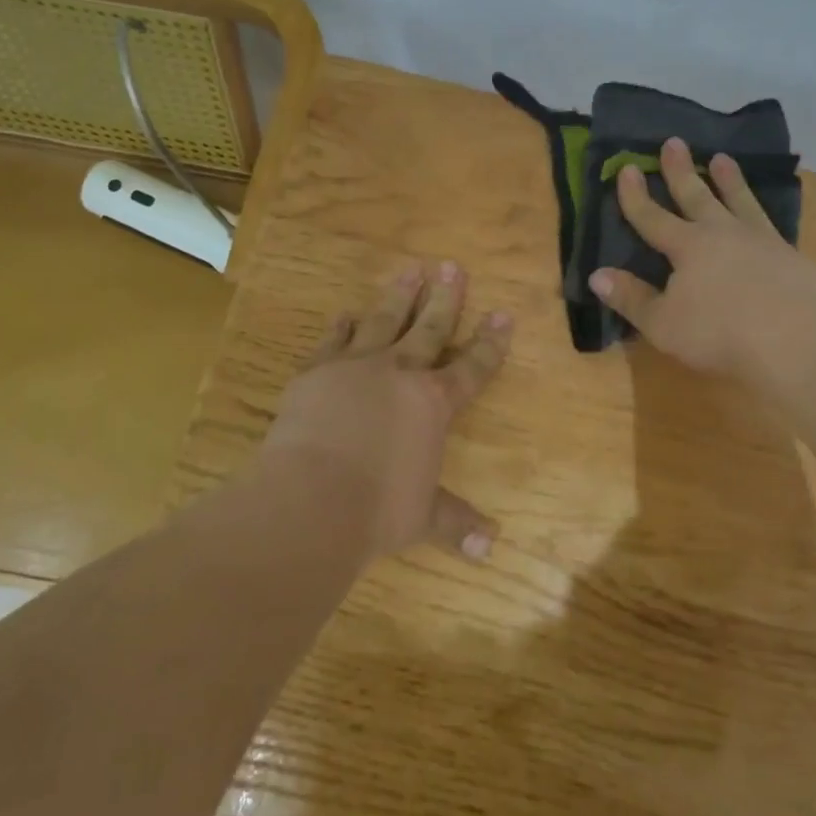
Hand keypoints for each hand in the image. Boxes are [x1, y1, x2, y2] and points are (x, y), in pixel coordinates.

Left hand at [259, 261, 512, 564]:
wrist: (311, 497)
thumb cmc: (378, 509)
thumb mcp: (423, 517)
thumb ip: (455, 522)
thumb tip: (489, 549)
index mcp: (433, 403)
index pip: (472, 366)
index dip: (490, 341)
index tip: (503, 314)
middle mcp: (400, 373)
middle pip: (429, 327)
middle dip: (444, 297)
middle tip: (452, 266)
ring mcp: (356, 366)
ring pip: (384, 320)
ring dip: (399, 296)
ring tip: (410, 270)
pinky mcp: (317, 371)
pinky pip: (334, 340)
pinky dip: (342, 326)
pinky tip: (347, 313)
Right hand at [589, 136, 815, 380]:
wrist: (799, 341)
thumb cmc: (720, 333)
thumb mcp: (663, 323)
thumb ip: (631, 298)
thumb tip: (596, 275)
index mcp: (687, 247)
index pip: (652, 217)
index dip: (635, 196)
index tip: (627, 168)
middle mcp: (723, 233)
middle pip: (696, 196)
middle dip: (681, 171)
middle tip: (674, 142)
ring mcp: (762, 242)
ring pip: (739, 201)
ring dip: (728, 181)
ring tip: (722, 159)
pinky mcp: (793, 257)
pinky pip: (771, 225)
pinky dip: (762, 214)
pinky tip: (764, 217)